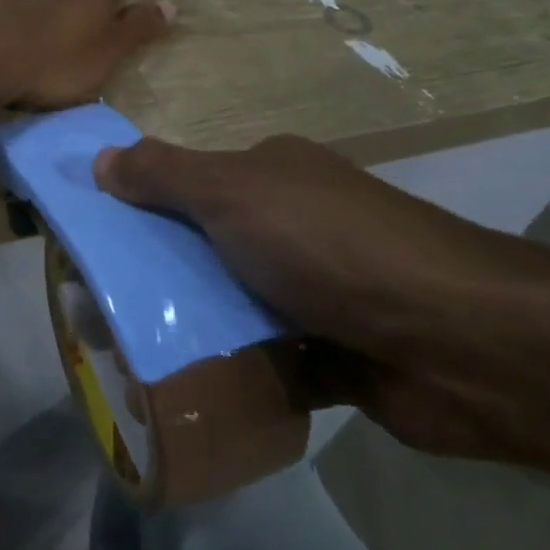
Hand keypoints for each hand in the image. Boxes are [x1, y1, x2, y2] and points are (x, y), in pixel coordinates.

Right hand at [92, 133, 525, 348]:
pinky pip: (264, 359)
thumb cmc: (328, 245)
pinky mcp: (332, 354)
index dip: (141, 205)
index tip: (95, 241)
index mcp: (274, 176)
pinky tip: (184, 391)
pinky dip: (232, 372)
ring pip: (232, 305)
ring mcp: (316, 291)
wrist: (454, 341)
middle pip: (206, 246)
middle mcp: (294, 225)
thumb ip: (163, 174)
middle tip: (100, 310)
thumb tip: (100, 159)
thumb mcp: (233, 193)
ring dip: (192, 327)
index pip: (191, 182)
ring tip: (129, 357)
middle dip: (159, 275)